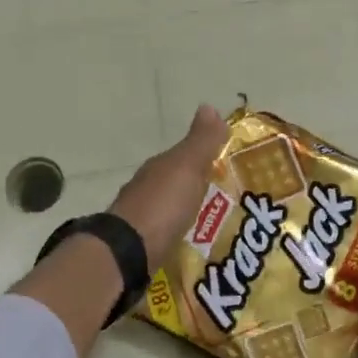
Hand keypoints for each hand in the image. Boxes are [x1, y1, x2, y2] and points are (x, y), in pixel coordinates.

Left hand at [109, 105, 227, 269]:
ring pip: (171, 209)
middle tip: (229, 197)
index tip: (229, 167)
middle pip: (177, 183)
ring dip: (189, 212)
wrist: (127, 252)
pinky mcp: (142, 245)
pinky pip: (167, 233)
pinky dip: (180, 233)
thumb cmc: (162, 205)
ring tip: (216, 223)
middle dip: (198, 187)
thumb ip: (201, 141)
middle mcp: (148, 188)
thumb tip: (209, 105)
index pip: (185, 156)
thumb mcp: (188, 167)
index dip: (206, 158)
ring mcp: (142, 218)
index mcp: (160, 167)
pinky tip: (193, 243)